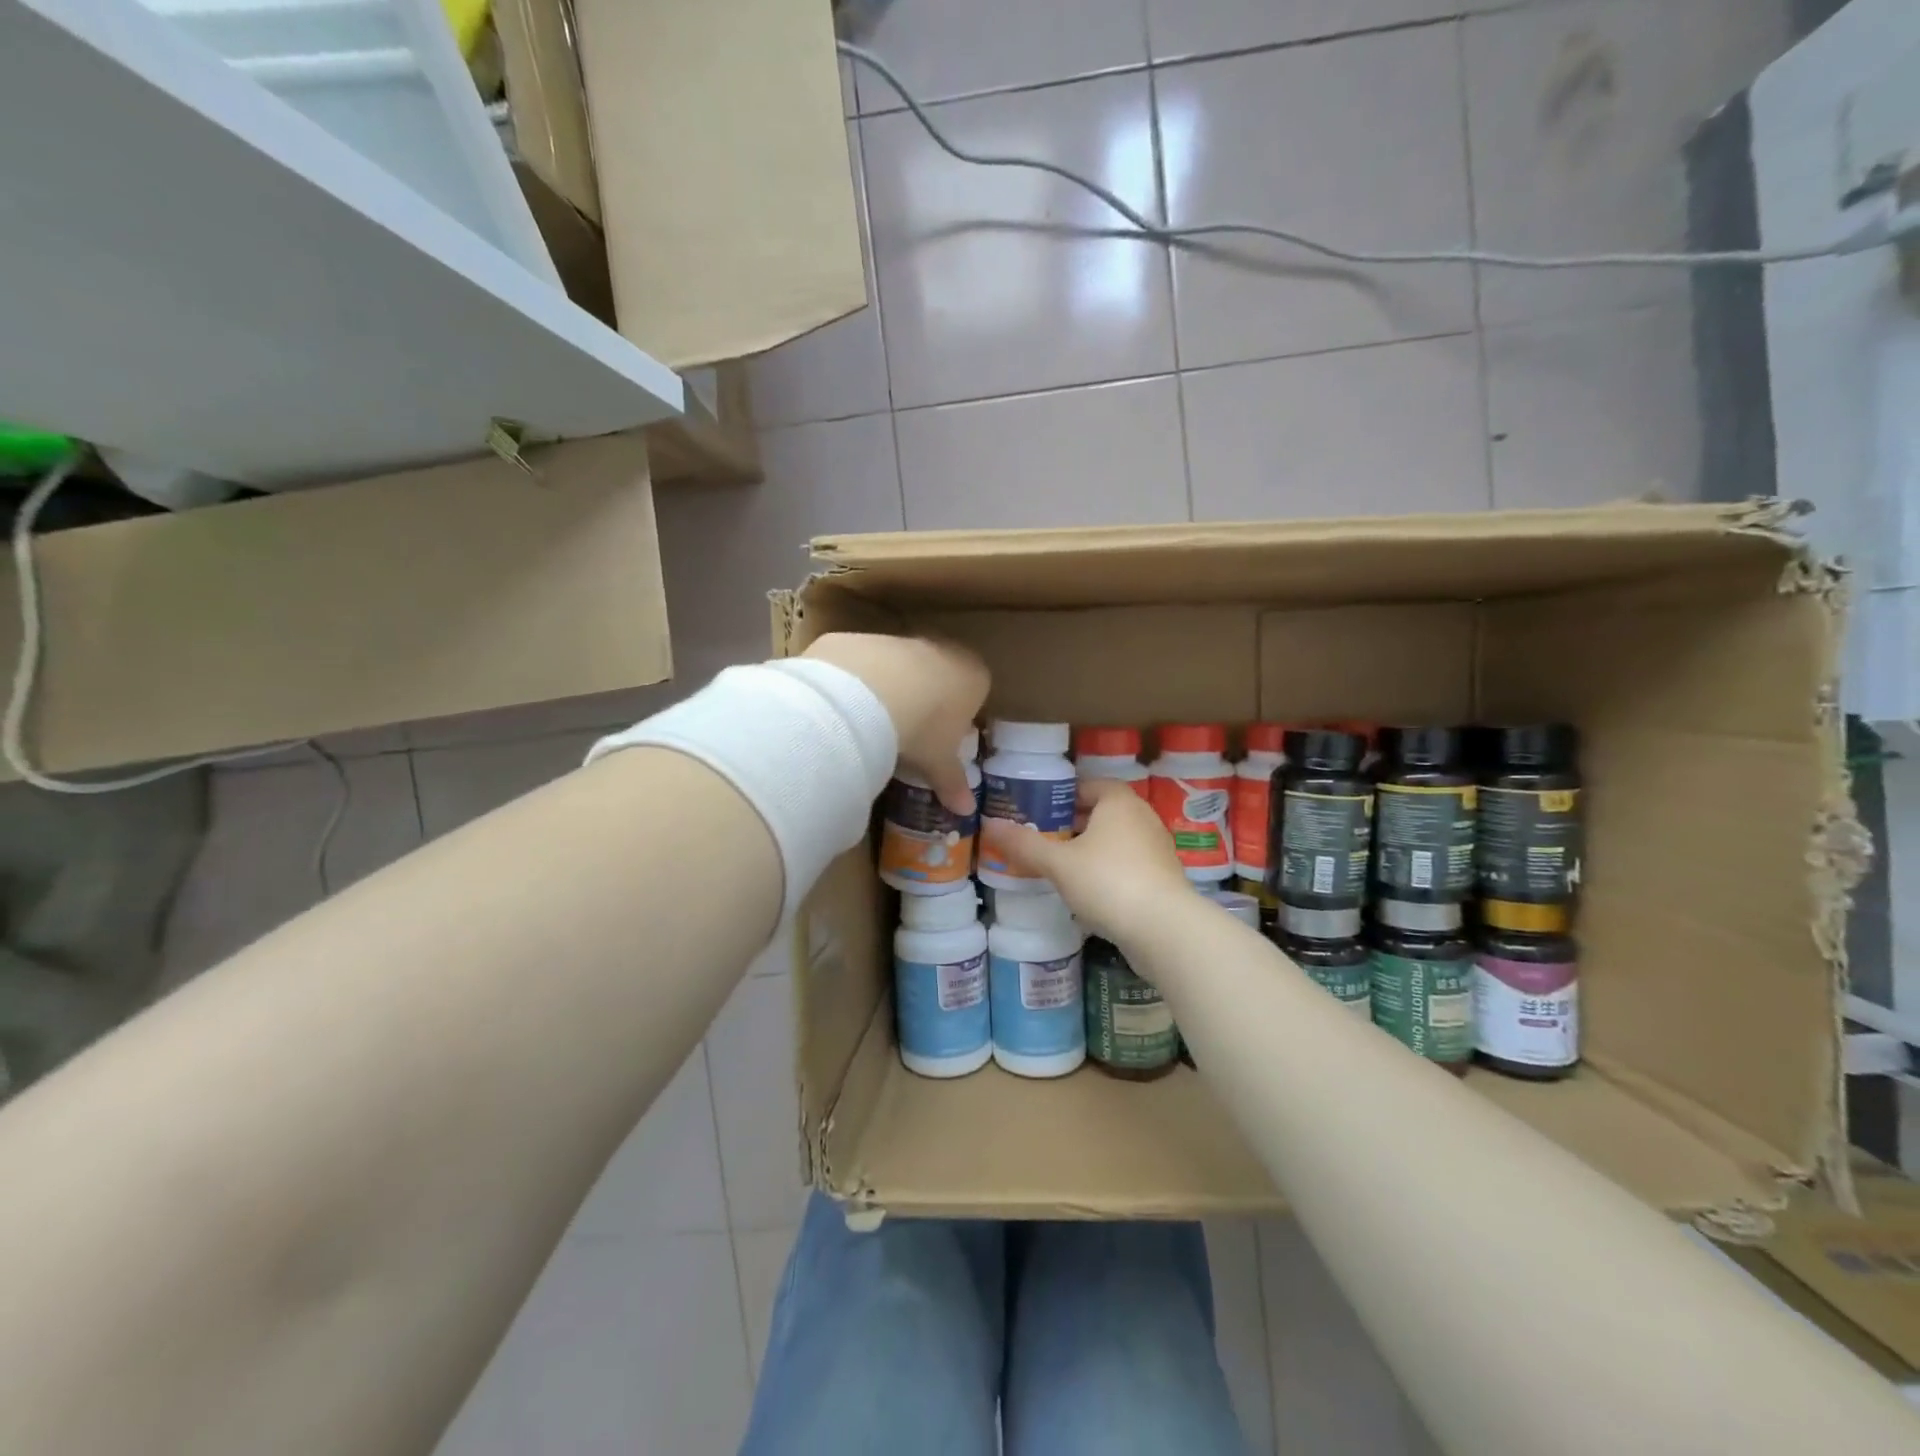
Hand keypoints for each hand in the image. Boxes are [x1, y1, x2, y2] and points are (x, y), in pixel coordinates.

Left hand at [802, 633, 988, 814]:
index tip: (944, 739)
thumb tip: (967, 810)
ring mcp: (902, 640)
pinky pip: (866, 664)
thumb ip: (953, 782)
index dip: (961, 716)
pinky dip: (860, 683)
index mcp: (973, 676)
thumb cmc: (923, 729)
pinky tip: (848, 708)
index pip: (977, 692)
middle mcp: (943, 649)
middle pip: (940, 674)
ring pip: (902, 667)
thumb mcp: (939, 762)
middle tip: (912, 732)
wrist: (868, 693)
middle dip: (928, 699)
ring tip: (875, 724)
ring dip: (892, 690)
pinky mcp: (864, 639)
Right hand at [980, 779, 1191, 941]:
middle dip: (1074, 824)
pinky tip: (1089, 892)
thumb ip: (1024, 844)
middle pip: (1103, 812)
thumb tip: (989, 824)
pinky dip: (1109, 871)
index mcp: (1118, 802)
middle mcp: (1142, 818)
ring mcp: (1157, 849)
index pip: (1089, 785)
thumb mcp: (1058, 863)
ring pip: (1117, 840)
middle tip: (1043, 838)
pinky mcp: (1163, 879)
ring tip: (1061, 866)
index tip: (1039, 811)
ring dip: (1091, 849)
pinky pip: (1129, 864)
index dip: (1063, 796)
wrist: (1164, 929)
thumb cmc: (1108, 881)